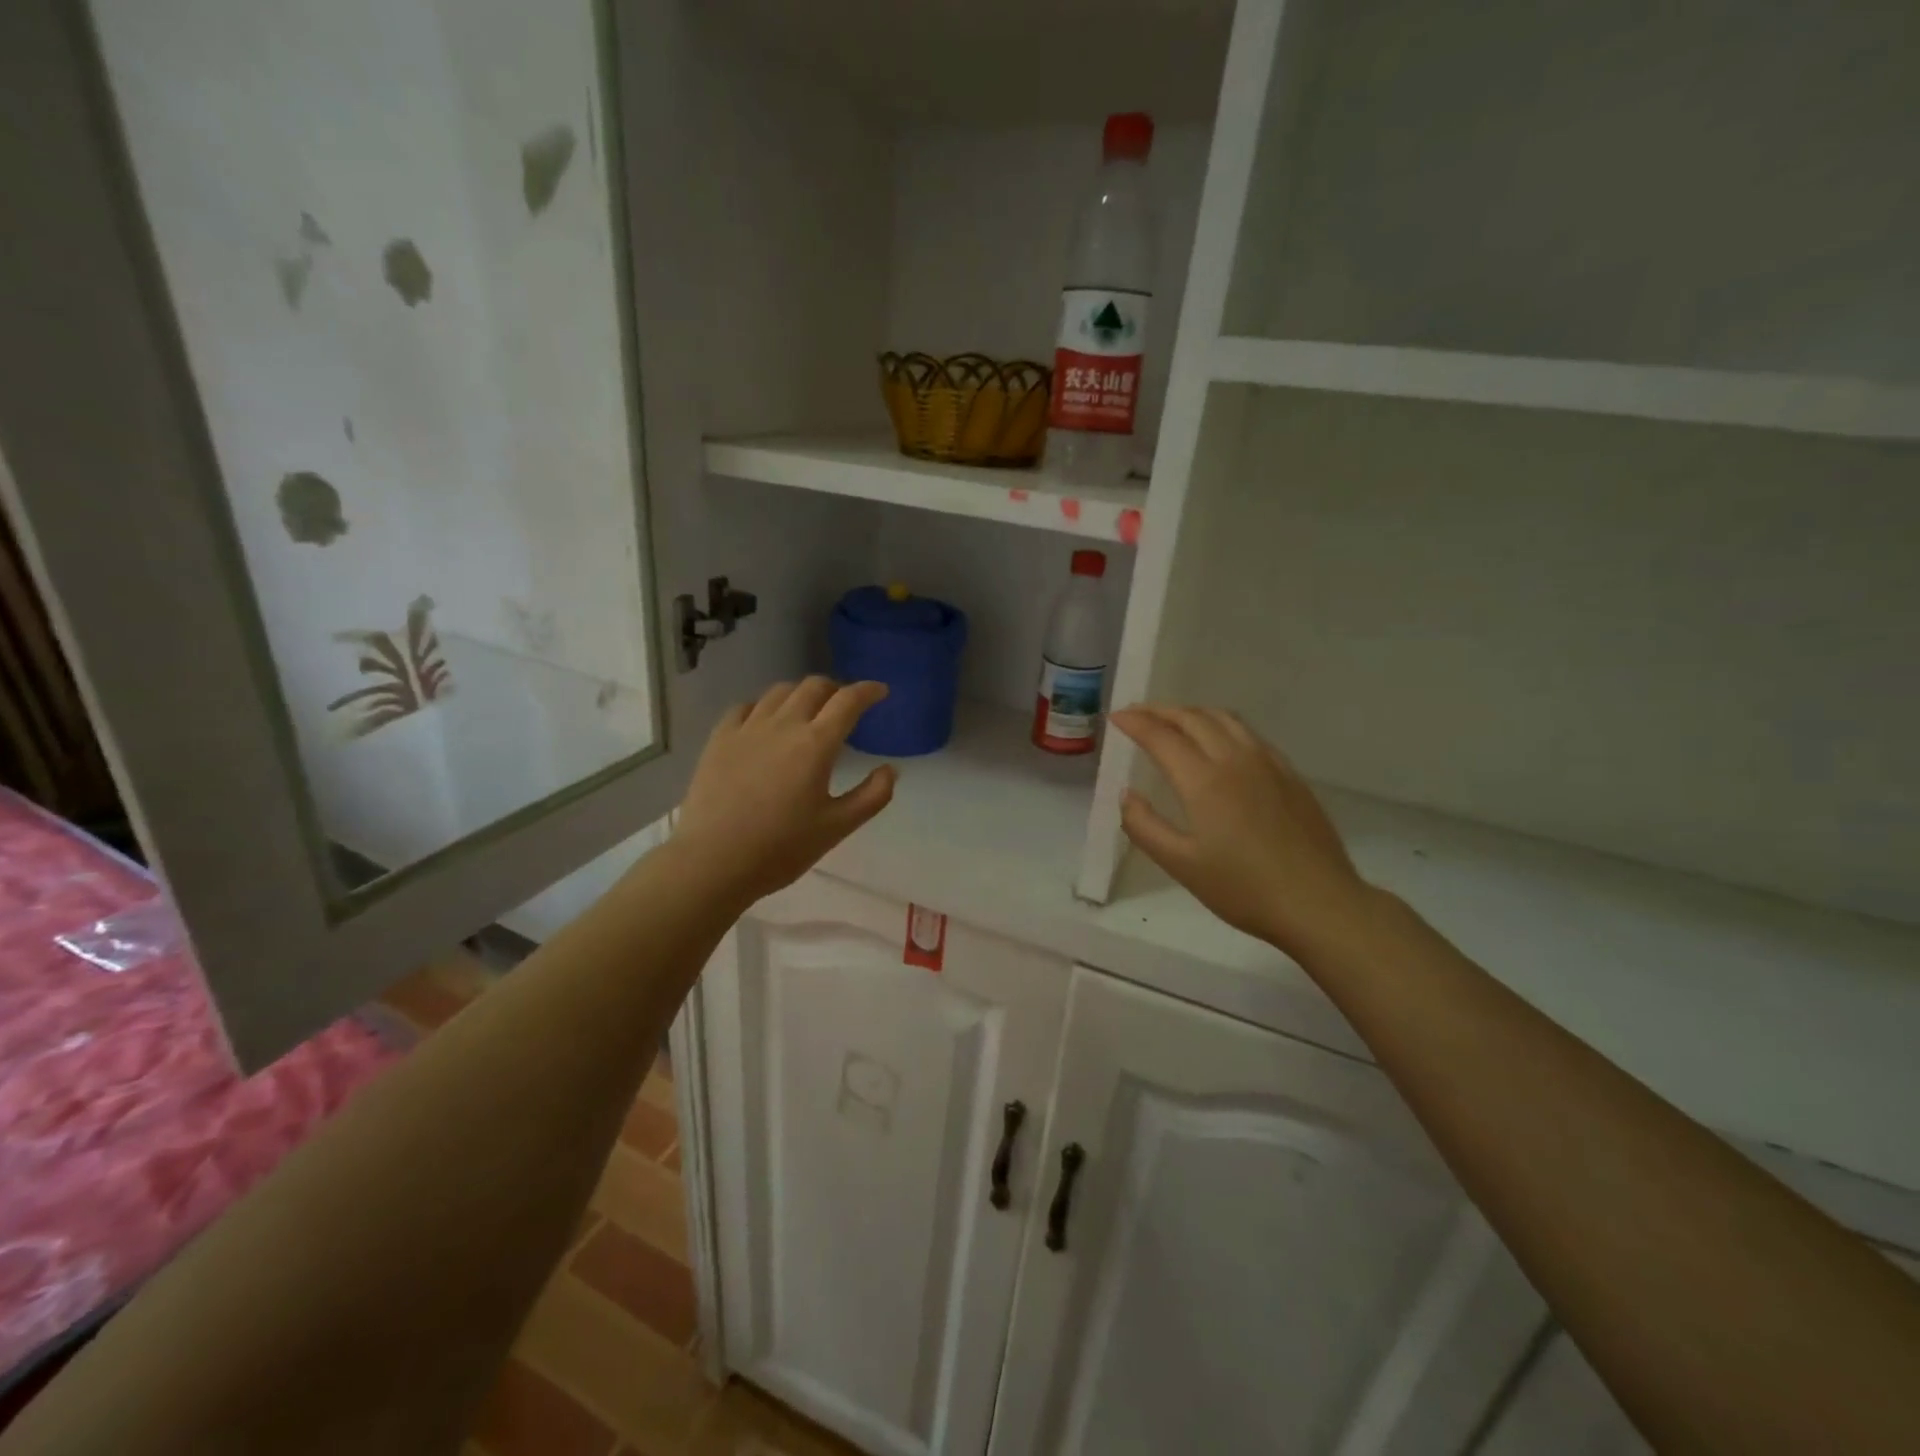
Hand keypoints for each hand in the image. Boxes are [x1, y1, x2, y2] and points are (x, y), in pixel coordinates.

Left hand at [672, 678, 896, 906]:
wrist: (712, 861)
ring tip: (807, 710)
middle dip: (836, 689)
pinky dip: (765, 706)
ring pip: (779, 692)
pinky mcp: (719, 738)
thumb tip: (890, 769)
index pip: (848, 701)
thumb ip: (872, 796)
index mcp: (816, 744)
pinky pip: (745, 706)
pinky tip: (765, 721)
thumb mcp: (837, 828)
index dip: (868, 691)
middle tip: (845, 706)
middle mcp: (783, 725)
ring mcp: (747, 728)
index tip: (880, 691)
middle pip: (814, 687)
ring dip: (801, 693)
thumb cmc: (781, 848)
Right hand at [1111, 704, 1376, 959]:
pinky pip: (1249, 734)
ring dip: (1192, 713)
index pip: (1161, 736)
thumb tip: (1127, 795)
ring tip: (1173, 721)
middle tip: (1137, 714)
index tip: (1116, 717)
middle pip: (1193, 718)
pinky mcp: (1290, 774)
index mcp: (1204, 780)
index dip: (1135, 723)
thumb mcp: (1181, 865)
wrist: (1319, 903)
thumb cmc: (1244, 889)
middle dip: (1160, 711)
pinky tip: (1220, 742)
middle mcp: (1235, 759)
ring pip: (1224, 719)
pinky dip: (1222, 725)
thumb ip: (1145, 827)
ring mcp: (1268, 763)